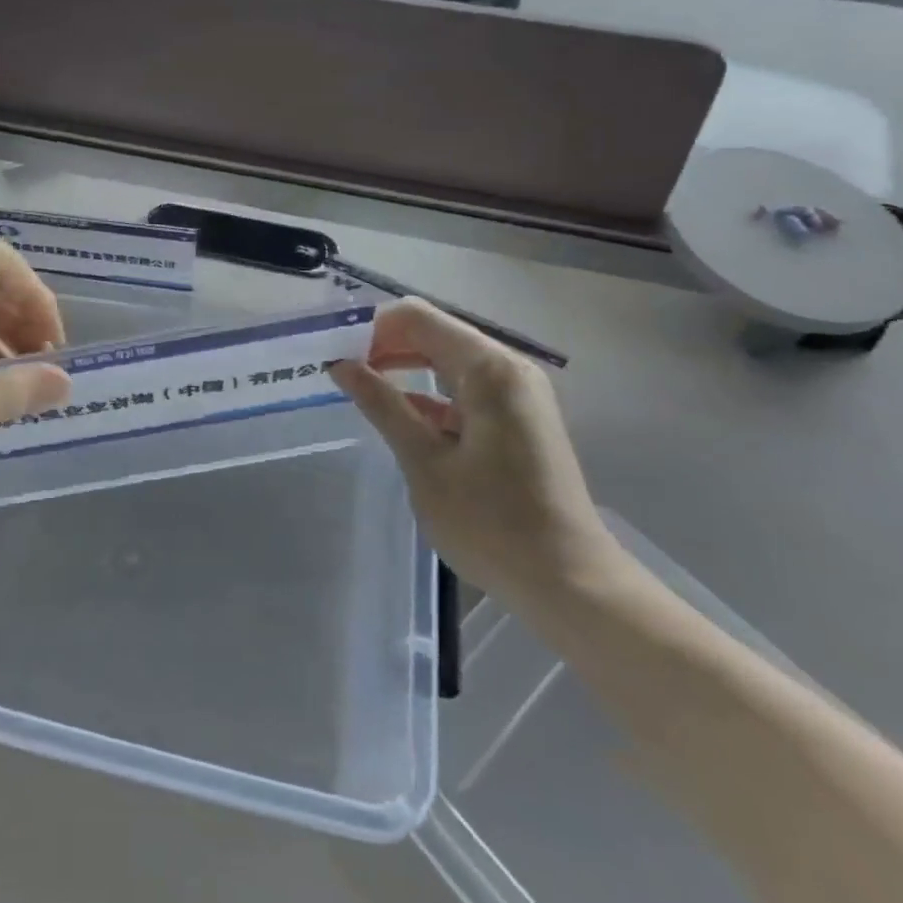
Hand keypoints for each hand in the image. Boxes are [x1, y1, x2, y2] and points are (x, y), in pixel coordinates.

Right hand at [329, 298, 617, 604]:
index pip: (417, 318)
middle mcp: (507, 368)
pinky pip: (462, 387)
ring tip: (357, 384)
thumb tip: (341, 364)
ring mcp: (516, 393)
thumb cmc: (492, 524)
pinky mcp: (516, 418)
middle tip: (338, 366)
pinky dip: (427, 392)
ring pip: (446, 359)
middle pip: (433, 332)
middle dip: (383, 344)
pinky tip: (396, 412)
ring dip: (402, 366)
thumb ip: (382, 405)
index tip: (332, 349)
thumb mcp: (425, 463)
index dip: (371, 327)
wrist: (569, 584)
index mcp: (489, 369)